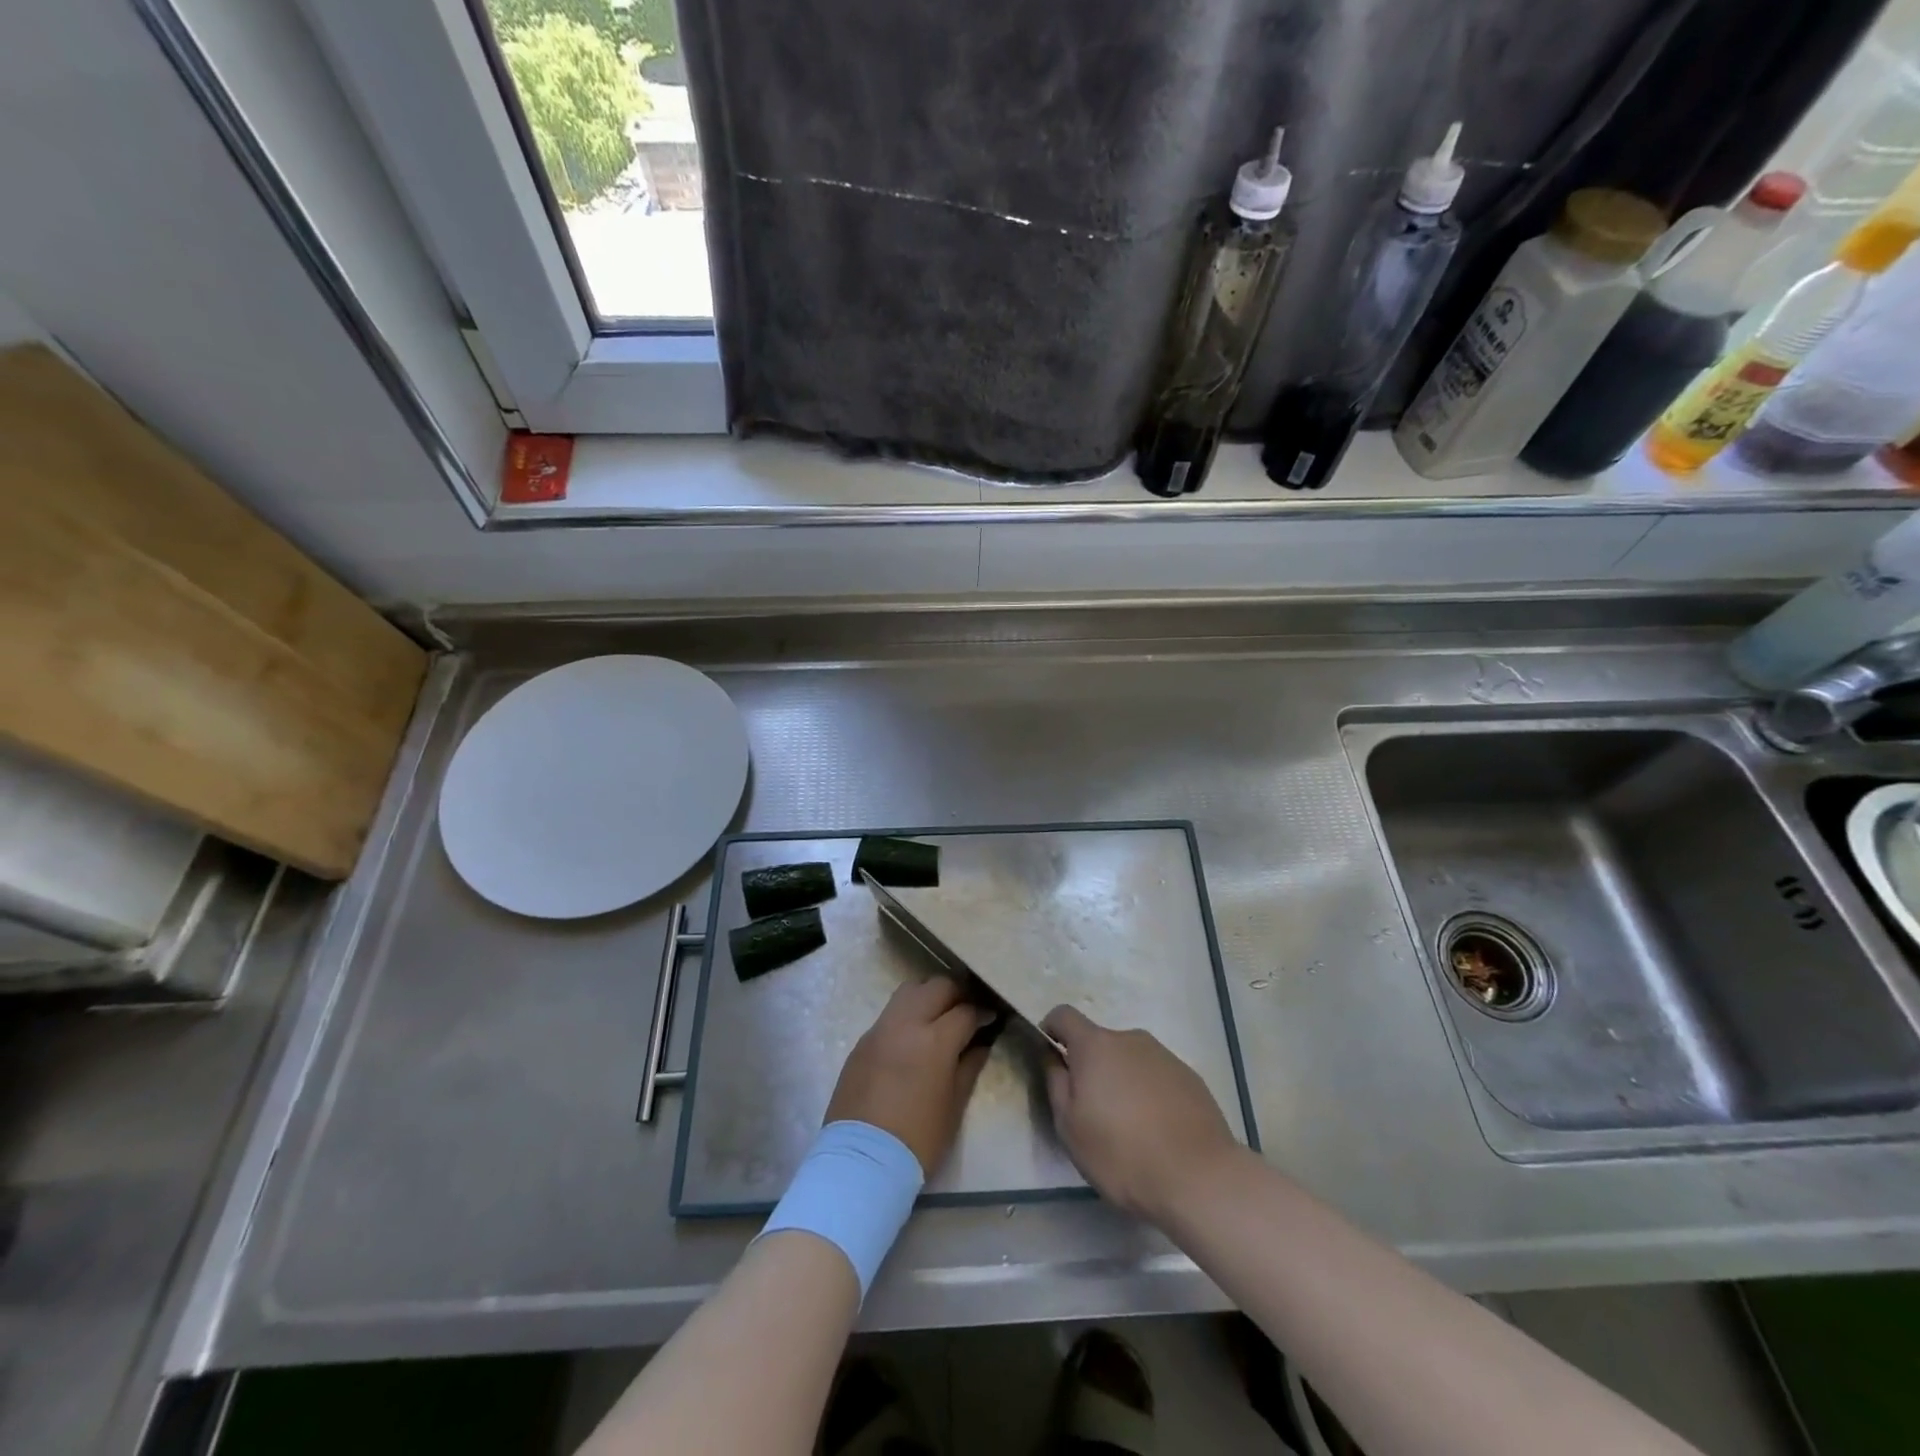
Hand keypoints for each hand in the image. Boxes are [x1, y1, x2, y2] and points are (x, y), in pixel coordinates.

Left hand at [826, 977, 991, 1175]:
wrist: (863, 1161)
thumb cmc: (918, 1139)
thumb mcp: (954, 1106)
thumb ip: (969, 1067)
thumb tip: (980, 1044)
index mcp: (935, 1040)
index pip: (966, 1011)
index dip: (983, 1012)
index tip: (991, 1018)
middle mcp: (907, 1023)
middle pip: (937, 986)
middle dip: (957, 993)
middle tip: (967, 1010)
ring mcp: (881, 1029)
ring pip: (909, 990)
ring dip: (929, 995)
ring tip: (939, 1015)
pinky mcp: (863, 1041)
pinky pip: (890, 1013)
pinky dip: (906, 1014)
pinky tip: (912, 1037)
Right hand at [1041, 1005, 1241, 1225]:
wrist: (1199, 1177)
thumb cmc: (1122, 1153)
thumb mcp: (1070, 1127)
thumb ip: (1055, 1083)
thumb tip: (1053, 1057)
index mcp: (1096, 1045)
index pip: (1064, 1015)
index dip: (1051, 1030)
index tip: (1051, 1059)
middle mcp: (1130, 1039)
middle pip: (1100, 1043)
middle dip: (1091, 1068)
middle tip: (1093, 1113)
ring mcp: (1164, 1055)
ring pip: (1130, 1061)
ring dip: (1122, 1082)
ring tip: (1130, 1129)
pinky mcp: (1190, 1077)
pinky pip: (1157, 1077)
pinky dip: (1150, 1094)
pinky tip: (1158, 1132)